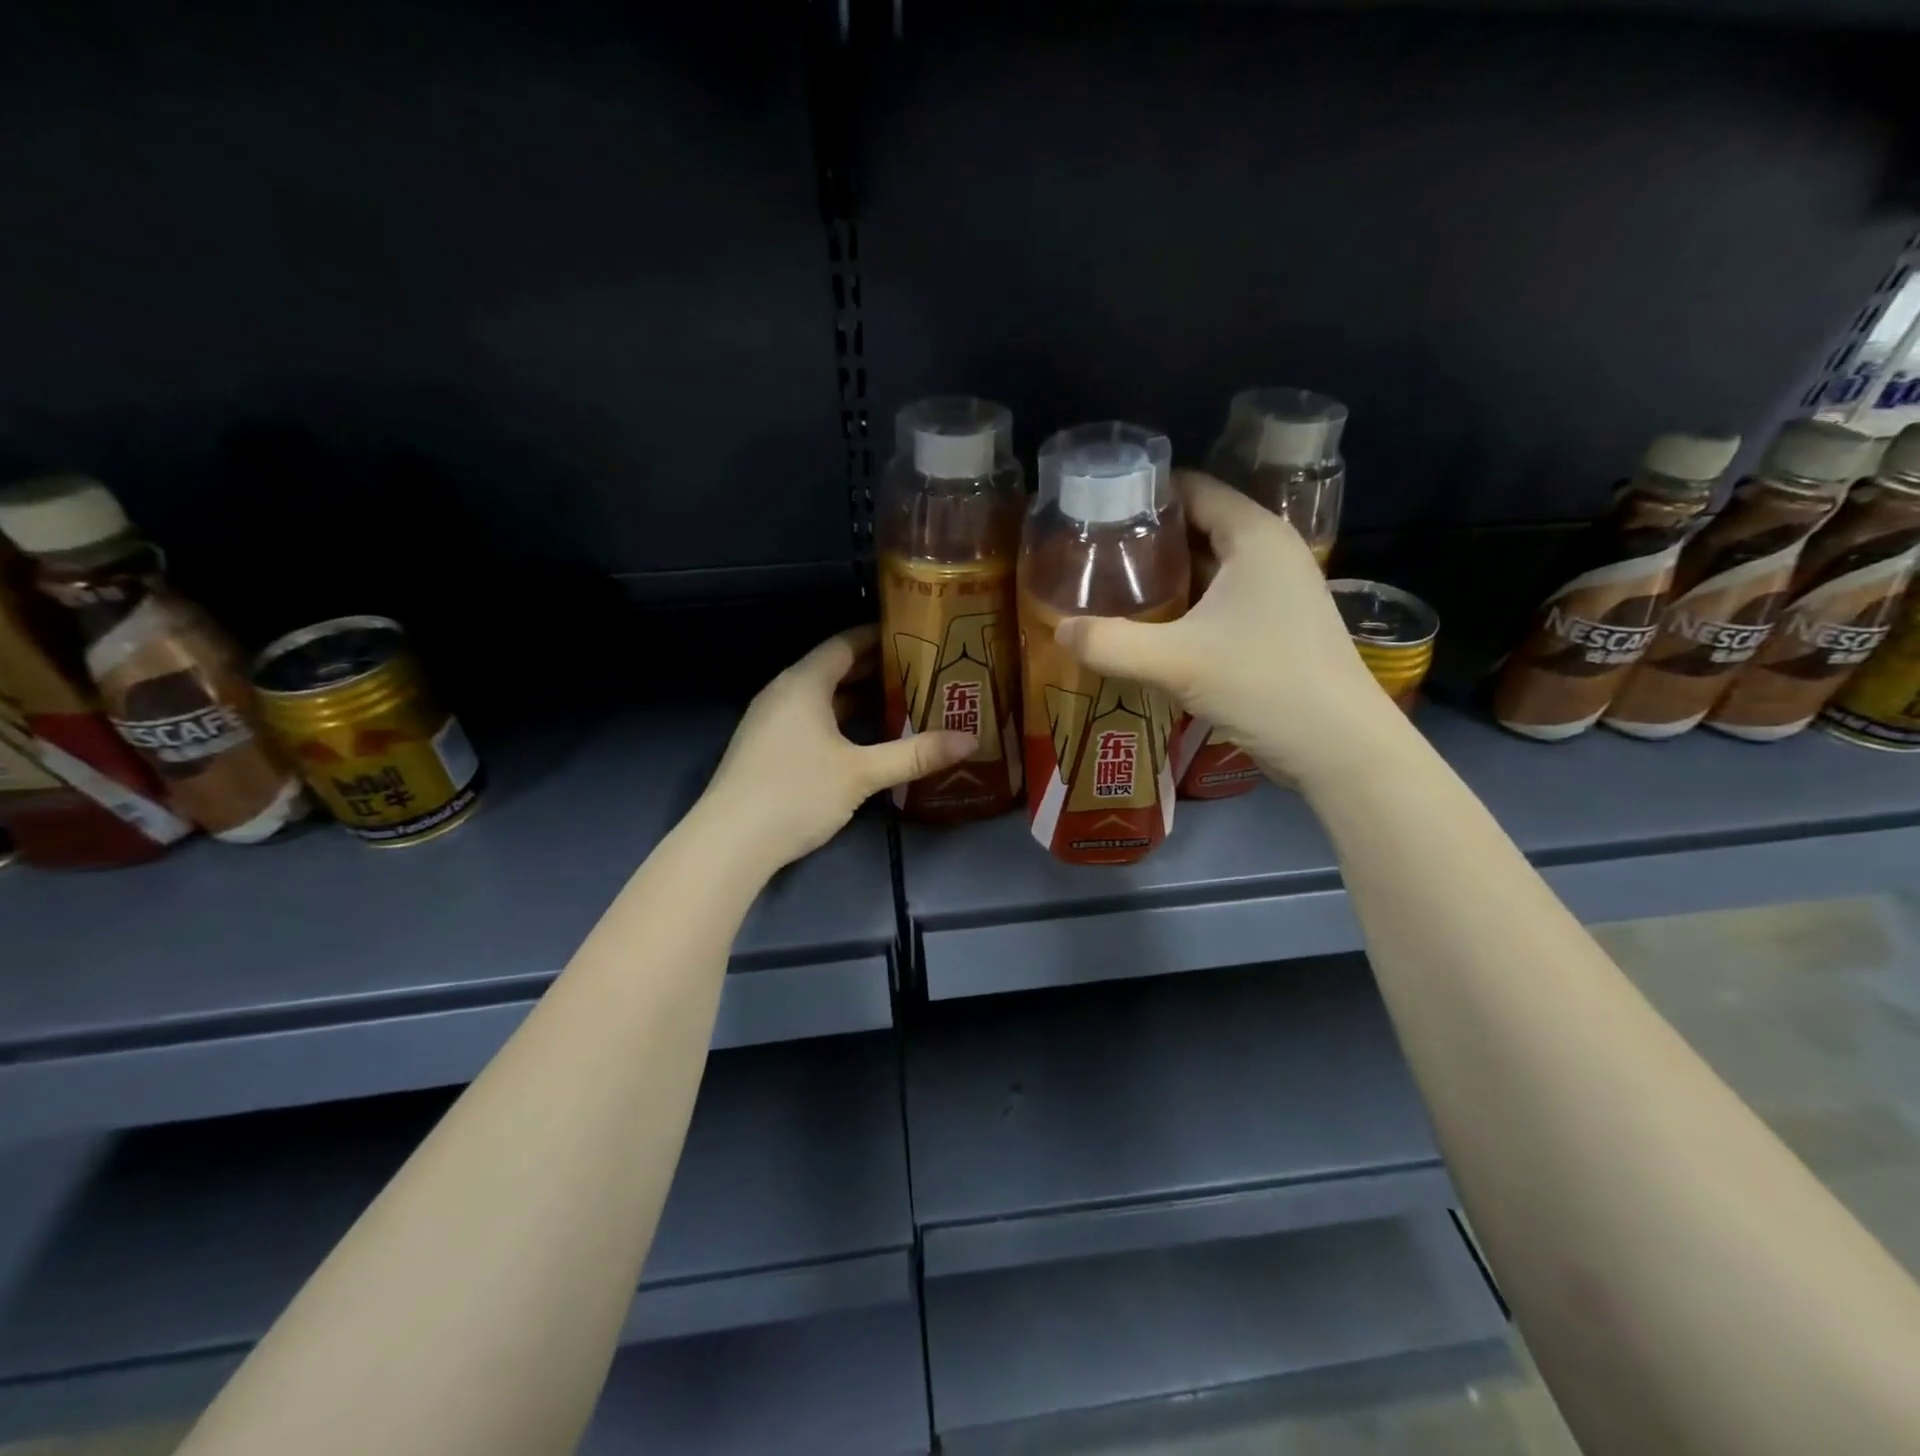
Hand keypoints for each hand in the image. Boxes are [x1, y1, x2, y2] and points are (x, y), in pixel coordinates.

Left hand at [701, 627, 975, 870]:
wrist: (729, 842)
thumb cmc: (796, 793)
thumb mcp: (862, 773)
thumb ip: (915, 754)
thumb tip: (970, 741)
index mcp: (803, 683)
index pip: (845, 643)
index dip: (881, 637)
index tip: (918, 638)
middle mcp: (784, 692)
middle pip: (834, 669)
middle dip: (877, 670)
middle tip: (922, 672)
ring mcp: (771, 720)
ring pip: (823, 697)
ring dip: (860, 698)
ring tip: (904, 702)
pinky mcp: (767, 747)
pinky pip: (811, 719)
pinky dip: (841, 720)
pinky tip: (866, 739)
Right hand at [1055, 471, 1402, 784]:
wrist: (1339, 748)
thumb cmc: (1264, 685)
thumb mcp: (1176, 662)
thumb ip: (1111, 644)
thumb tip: (1059, 630)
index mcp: (1254, 536)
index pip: (1193, 488)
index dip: (1144, 494)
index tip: (1094, 510)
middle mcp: (1270, 552)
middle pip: (1198, 526)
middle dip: (1146, 538)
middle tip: (1092, 553)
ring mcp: (1277, 591)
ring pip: (1208, 566)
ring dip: (1164, 575)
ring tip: (1110, 587)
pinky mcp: (1276, 625)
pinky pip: (1219, 598)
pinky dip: (1184, 604)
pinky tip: (1150, 625)